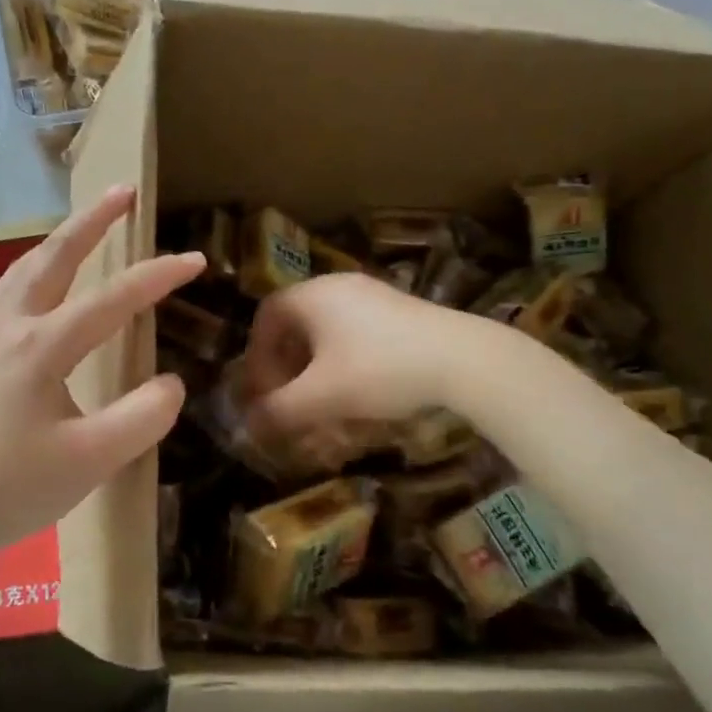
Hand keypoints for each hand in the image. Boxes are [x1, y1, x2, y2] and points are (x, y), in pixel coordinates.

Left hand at [0, 185, 203, 569]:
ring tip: (83, 225)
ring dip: (59, 241)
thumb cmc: (8, 490)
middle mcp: (8, 326)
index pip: (113, 299)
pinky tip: (37, 288)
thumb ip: (142, 417)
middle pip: (54, 256)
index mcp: (41, 346)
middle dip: (93, 220)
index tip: (195, 259)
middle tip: (122, 190)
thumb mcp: (91, 461)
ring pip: (23, 269)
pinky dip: (32, 271)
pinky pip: (5, 293)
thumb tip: (171, 383)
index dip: (158, 276)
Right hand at [239, 273, 498, 438]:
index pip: (265, 318)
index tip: (262, 392)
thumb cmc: (379, 370)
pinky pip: (356, 334)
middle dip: (286, 367)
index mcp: (312, 295)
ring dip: (315, 369)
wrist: (463, 359)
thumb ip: (278, 411)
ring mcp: (372, 295)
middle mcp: (337, 286)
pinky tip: (359, 394)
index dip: (256, 357)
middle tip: (289, 401)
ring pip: (327, 332)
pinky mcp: (400, 311)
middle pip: (296, 325)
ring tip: (322, 403)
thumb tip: (247, 424)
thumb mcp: (321, 396)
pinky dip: (344, 363)